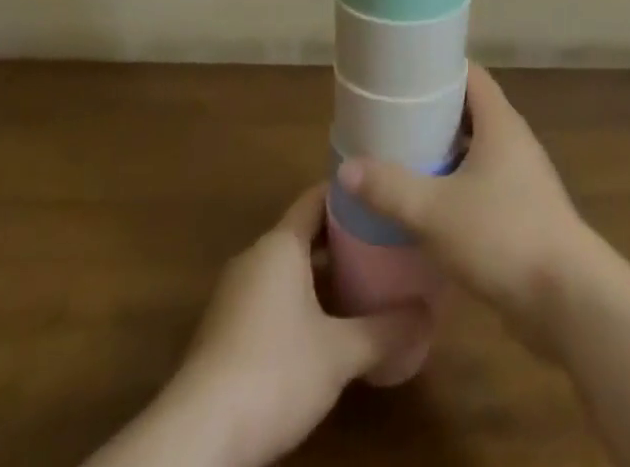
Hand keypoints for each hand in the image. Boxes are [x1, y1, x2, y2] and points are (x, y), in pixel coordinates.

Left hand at [159, 185, 431, 466]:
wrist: (199, 435)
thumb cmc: (274, 372)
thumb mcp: (340, 353)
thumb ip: (386, 330)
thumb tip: (430, 312)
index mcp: (280, 244)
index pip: (316, 198)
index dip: (348, 195)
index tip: (380, 197)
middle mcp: (255, 257)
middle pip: (303, 233)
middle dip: (341, 239)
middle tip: (383, 244)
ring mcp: (235, 294)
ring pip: (287, 268)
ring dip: (320, 274)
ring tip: (363, 284)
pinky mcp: (224, 330)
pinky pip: (270, 297)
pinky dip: (299, 301)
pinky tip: (325, 328)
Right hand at [336, 64, 588, 353]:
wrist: (567, 300)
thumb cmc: (502, 236)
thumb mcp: (434, 211)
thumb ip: (390, 188)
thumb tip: (346, 168)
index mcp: (500, 122)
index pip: (469, 74)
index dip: (438, 68)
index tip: (402, 73)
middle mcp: (514, 141)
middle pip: (470, 111)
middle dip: (433, 114)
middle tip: (391, 119)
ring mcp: (522, 179)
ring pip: (476, 151)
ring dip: (444, 154)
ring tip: (401, 159)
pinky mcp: (524, 214)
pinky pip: (484, 185)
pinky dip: (457, 186)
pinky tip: (429, 207)